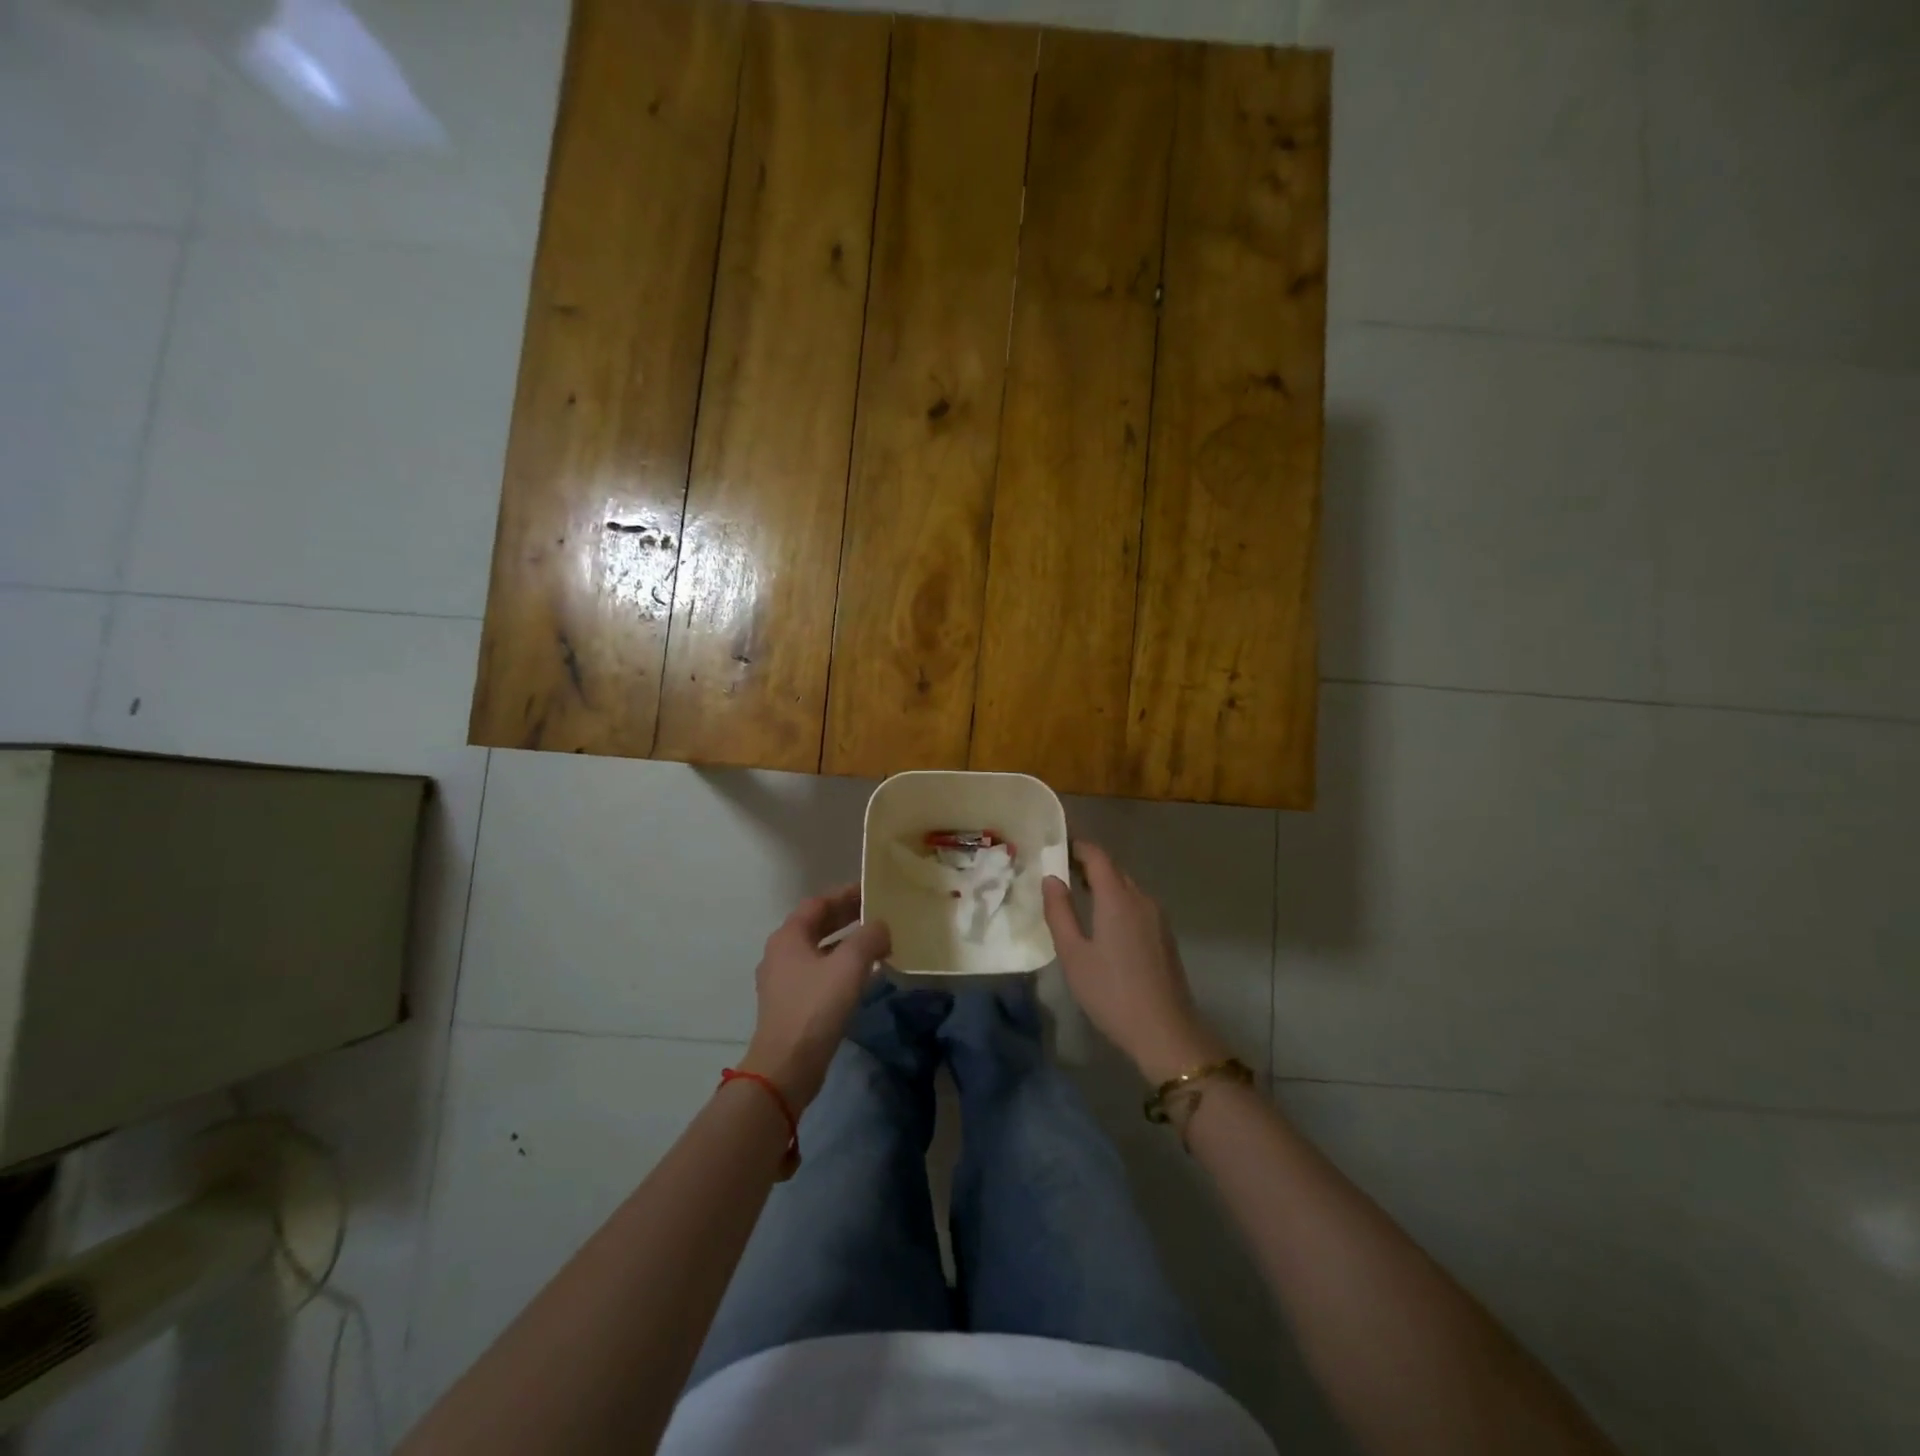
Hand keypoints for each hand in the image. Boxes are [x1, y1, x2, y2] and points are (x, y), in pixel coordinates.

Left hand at [739, 886, 890, 1110]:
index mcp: (788, 936)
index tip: (872, 890)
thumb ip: (869, 938)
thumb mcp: (849, 966)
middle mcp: (781, 953)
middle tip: (879, 912)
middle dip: (847, 917)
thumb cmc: (816, 1007)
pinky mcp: (791, 1004)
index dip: (846, 894)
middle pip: (817, 925)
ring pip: (819, 950)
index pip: (818, 903)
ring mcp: (784, 980)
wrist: (787, 1066)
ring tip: (877, 942)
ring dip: (846, 943)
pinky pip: (819, 972)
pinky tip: (863, 974)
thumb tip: (882, 926)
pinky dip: (841, 966)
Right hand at [1042, 842, 1227, 1084]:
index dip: (1078, 847)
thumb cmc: (1111, 992)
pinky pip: (1137, 905)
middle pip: (1114, 870)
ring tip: (1079, 895)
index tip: (1058, 846)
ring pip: (1127, 888)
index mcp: (1117, 898)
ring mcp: (1157, 917)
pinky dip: (1118, 901)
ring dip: (1104, 884)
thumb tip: (1051, 878)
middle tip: (1061, 872)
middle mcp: (1141, 899)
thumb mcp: (1072, 954)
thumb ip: (1059, 912)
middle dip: (1089, 865)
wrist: (1164, 1031)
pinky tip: (1104, 922)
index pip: (1098, 857)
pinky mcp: (1164, 935)